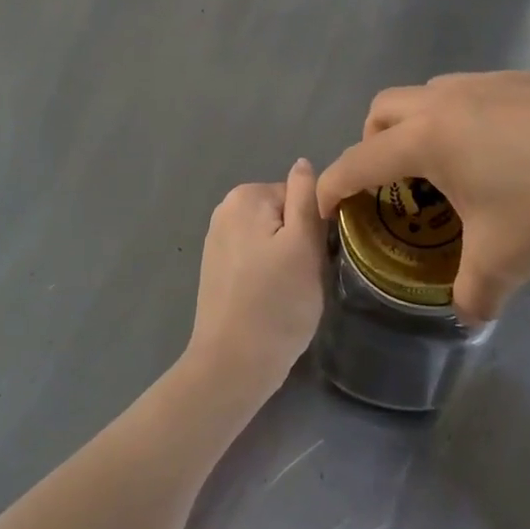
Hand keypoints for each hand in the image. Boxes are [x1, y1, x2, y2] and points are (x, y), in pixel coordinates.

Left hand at [183, 159, 327, 404]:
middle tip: (302, 278)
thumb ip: (306, 197)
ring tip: (286, 292)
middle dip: (298, 242)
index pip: (299, 196)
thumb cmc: (277, 304)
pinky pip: (255, 257)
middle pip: (284, 215)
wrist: (232, 365)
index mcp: (246, 196)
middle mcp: (225, 209)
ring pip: (271, 238)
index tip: (314, 258)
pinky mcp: (216, 268)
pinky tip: (268, 300)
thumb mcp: (305, 244)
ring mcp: (217, 239)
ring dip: (285, 259)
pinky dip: (266, 273)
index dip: (313, 227)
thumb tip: (303, 163)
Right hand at [317, 72, 529, 322]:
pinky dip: (467, 119)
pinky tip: (508, 154)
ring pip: (431, 94)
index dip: (333, 184)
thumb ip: (474, 293)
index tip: (322, 205)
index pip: (359, 160)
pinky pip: (476, 93)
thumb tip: (468, 315)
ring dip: (421, 126)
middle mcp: (448, 100)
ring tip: (454, 169)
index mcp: (428, 138)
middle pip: (384, 108)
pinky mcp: (529, 80)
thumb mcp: (506, 262)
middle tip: (393, 184)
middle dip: (373, 143)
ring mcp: (490, 83)